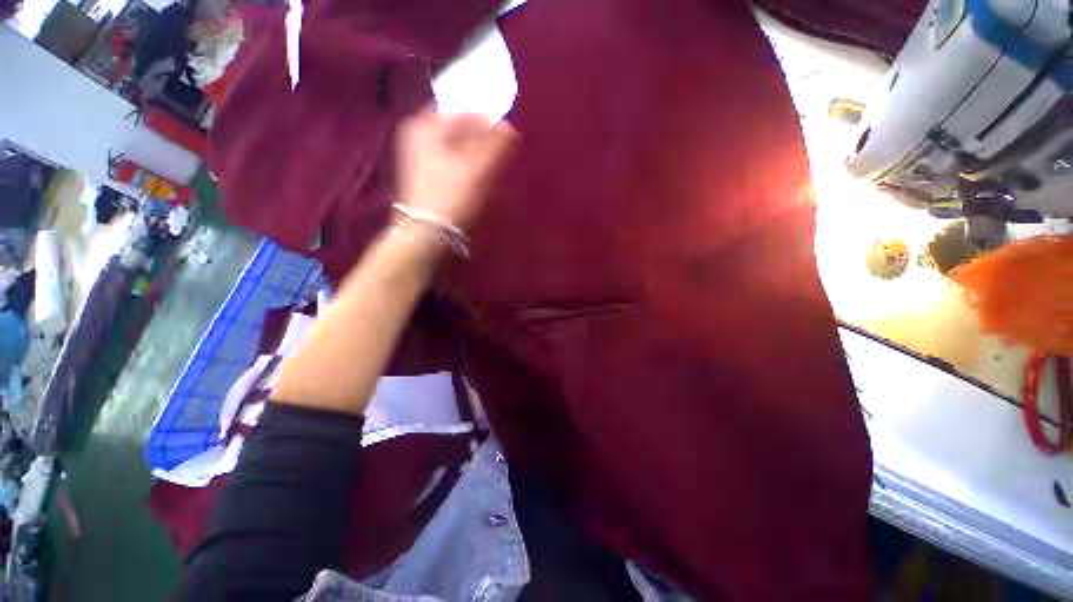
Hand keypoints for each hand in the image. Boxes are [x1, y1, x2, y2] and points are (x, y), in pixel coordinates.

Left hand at [395, 105, 516, 230]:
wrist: (426, 232)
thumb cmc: (452, 196)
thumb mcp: (478, 169)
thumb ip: (496, 145)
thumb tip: (510, 128)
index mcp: (426, 125)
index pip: (463, 110)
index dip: (487, 119)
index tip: (506, 132)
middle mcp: (417, 133)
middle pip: (456, 126)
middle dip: (480, 135)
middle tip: (500, 148)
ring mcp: (416, 153)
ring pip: (452, 142)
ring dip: (473, 149)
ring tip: (490, 161)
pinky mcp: (421, 171)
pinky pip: (447, 156)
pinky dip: (463, 160)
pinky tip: (474, 172)